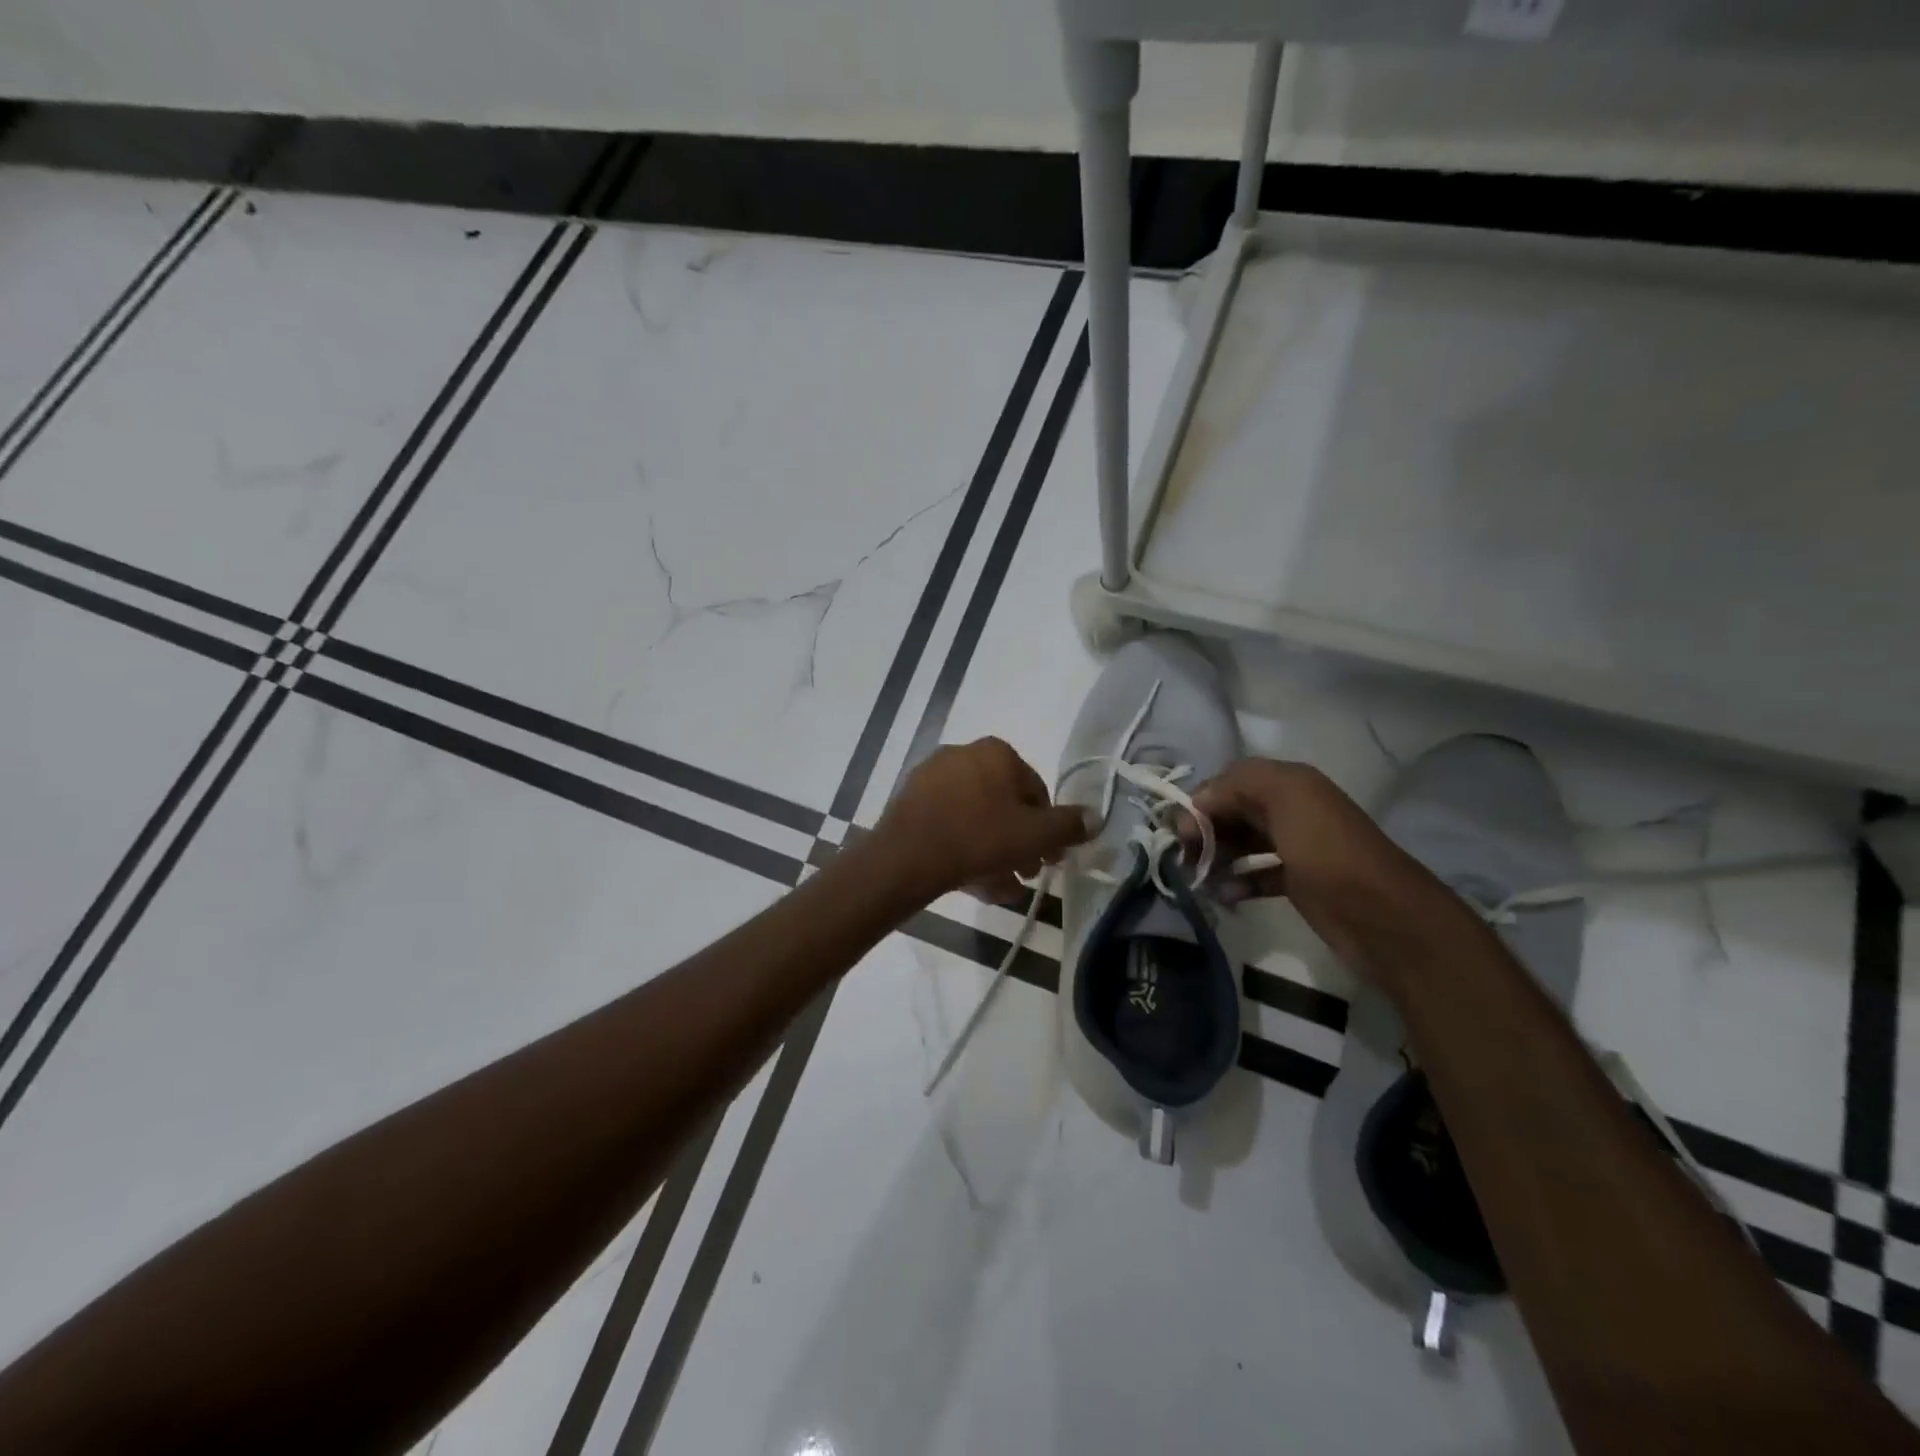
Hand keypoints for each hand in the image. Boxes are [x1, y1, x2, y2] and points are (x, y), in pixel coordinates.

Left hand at [877, 738, 1090, 903]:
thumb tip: (1095, 817)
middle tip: (1024, 874)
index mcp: (997, 752)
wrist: (907, 857)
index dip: (1047, 830)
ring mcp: (932, 776)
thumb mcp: (1035, 836)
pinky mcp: (911, 800)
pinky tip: (970, 880)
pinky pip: (949, 823)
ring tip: (998, 886)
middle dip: (1019, 843)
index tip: (1048, 860)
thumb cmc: (980, 839)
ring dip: (993, 851)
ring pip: (976, 817)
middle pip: (1004, 805)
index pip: (1036, 792)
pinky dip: (964, 846)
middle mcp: (964, 754)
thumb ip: (1069, 826)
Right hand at [1186, 759, 1471, 989]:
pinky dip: (1237, 882)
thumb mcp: (1286, 800)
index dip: (1201, 802)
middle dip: (1204, 829)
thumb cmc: (1329, 854)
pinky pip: (1255, 874)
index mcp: (1289, 783)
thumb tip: (1196, 808)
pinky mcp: (1298, 881)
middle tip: (1183, 858)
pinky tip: (1223, 896)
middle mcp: (1291, 808)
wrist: (1384, 918)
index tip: (1180, 833)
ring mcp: (1295, 847)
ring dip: (1216, 856)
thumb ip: (1237, 786)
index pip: (1229, 781)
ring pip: (1241, 842)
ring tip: (1197, 879)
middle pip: (1233, 810)